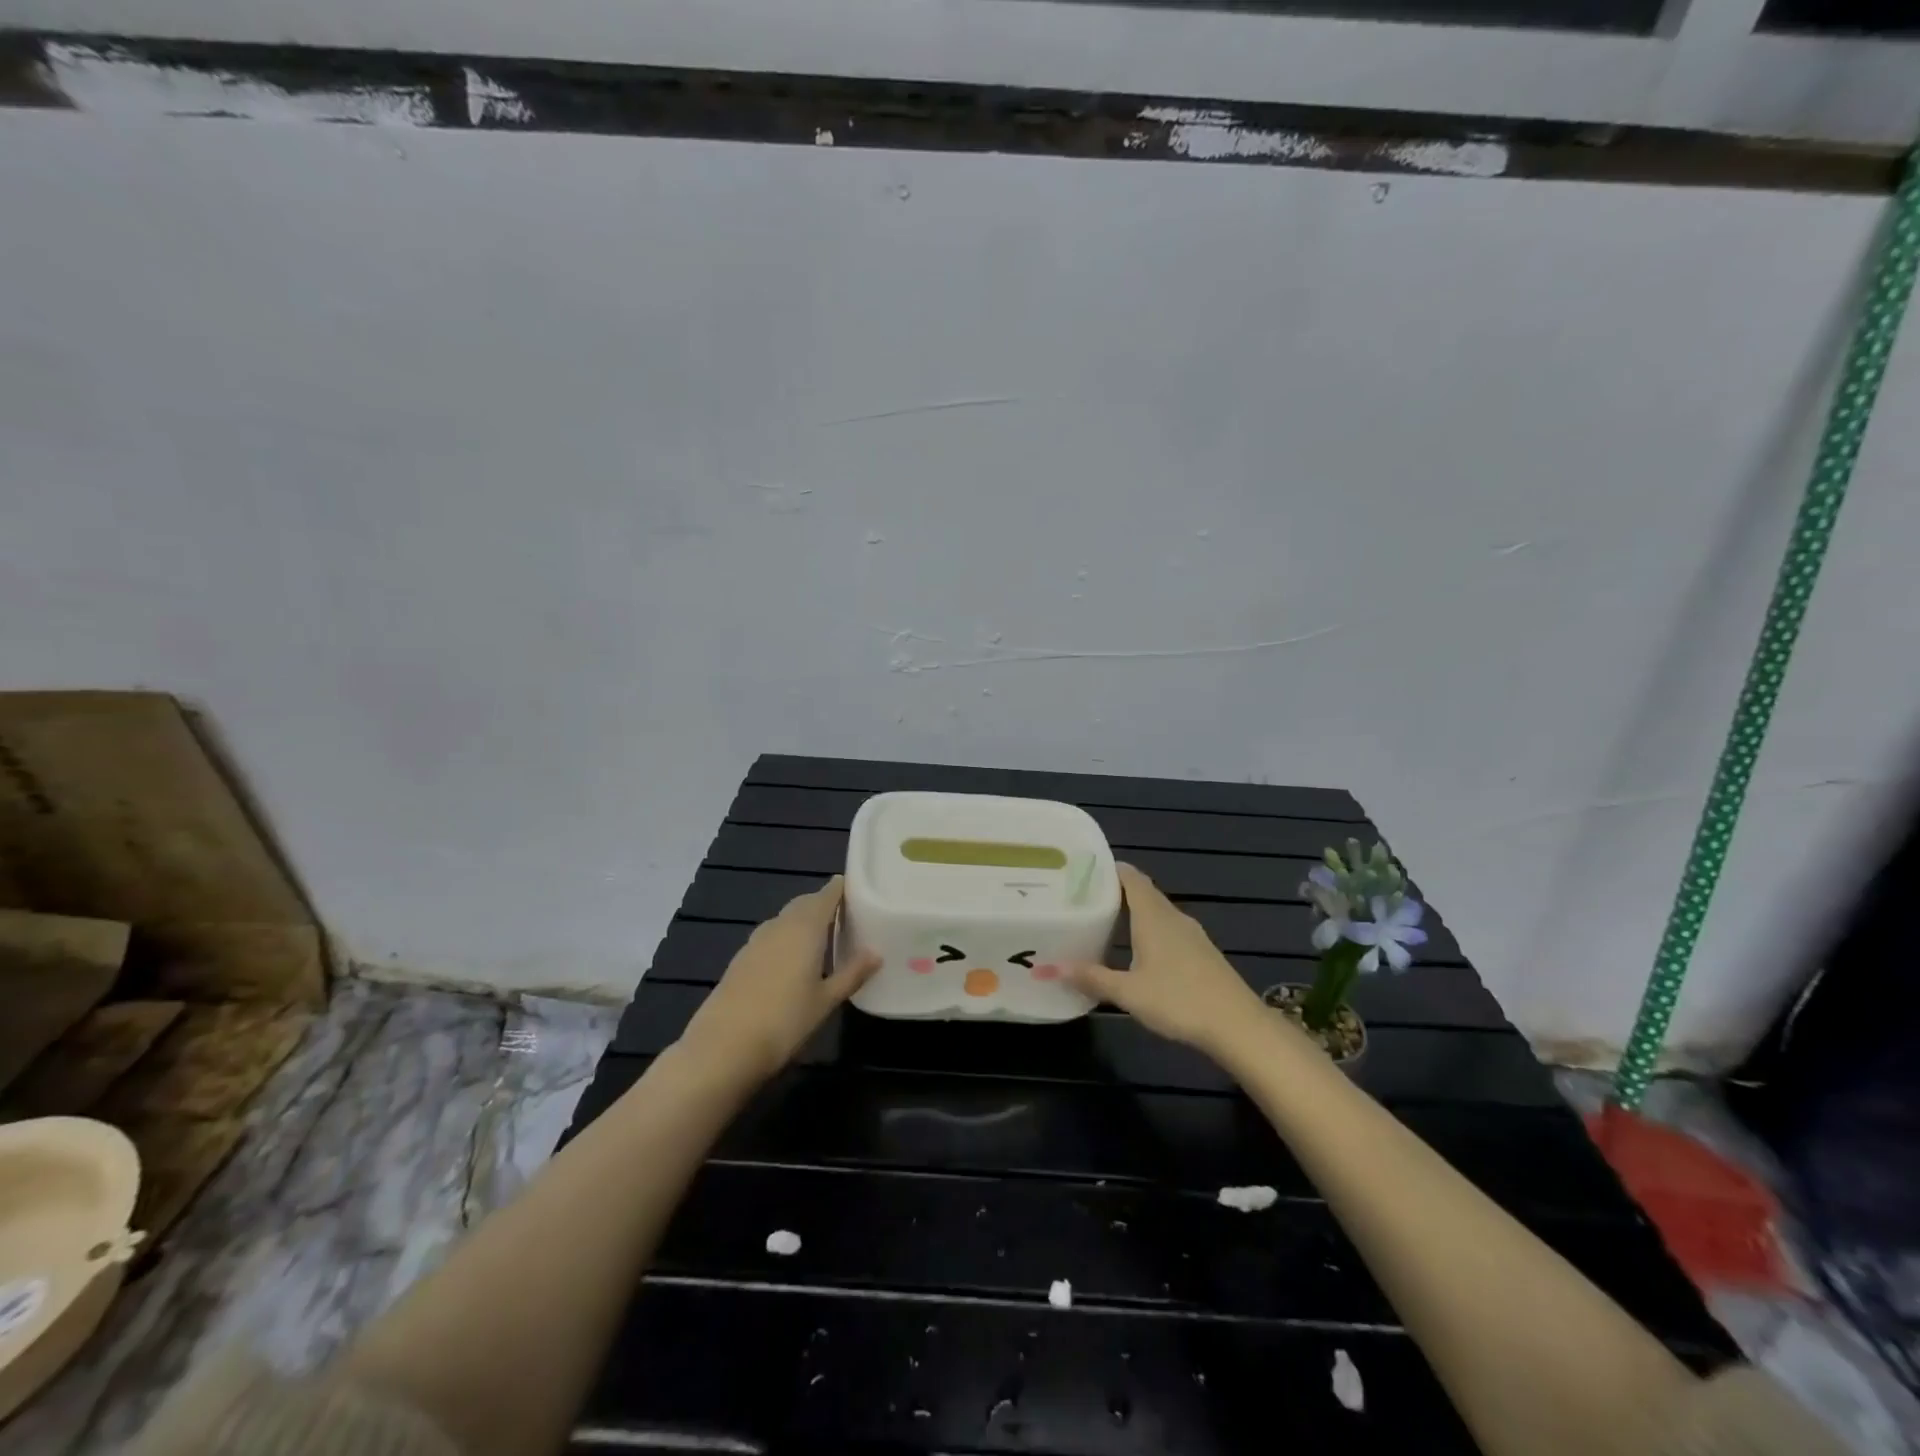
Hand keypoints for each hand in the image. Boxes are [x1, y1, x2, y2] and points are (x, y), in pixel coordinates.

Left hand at [677, 876, 878, 1084]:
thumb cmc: (785, 1021)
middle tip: (847, 915)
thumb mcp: (826, 1000)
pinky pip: (772, 935)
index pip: (826, 895)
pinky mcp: (742, 958)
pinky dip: (787, 936)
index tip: (858, 889)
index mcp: (805, 927)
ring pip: (786, 918)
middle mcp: (780, 925)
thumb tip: (876, 953)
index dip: (841, 888)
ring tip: (824, 936)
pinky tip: (794, 959)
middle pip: (805, 903)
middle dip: (824, 904)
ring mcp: (757, 940)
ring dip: (804, 920)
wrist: (723, 1047)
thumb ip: (852, 973)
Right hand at [1068, 864, 1271, 1062]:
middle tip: (1085, 896)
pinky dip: (1149, 930)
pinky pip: (1169, 930)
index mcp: (1153, 916)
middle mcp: (1173, 917)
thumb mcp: (1128, 993)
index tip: (1084, 869)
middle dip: (1117, 891)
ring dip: (1134, 912)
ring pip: (1157, 913)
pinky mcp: (1202, 953)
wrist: (1238, 1026)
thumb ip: (1092, 978)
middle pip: (1143, 893)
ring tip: (1105, 920)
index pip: (1131, 878)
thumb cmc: (1179, 1000)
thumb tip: (1049, 968)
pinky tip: (1138, 950)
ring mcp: (1192, 935)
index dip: (1110, 869)